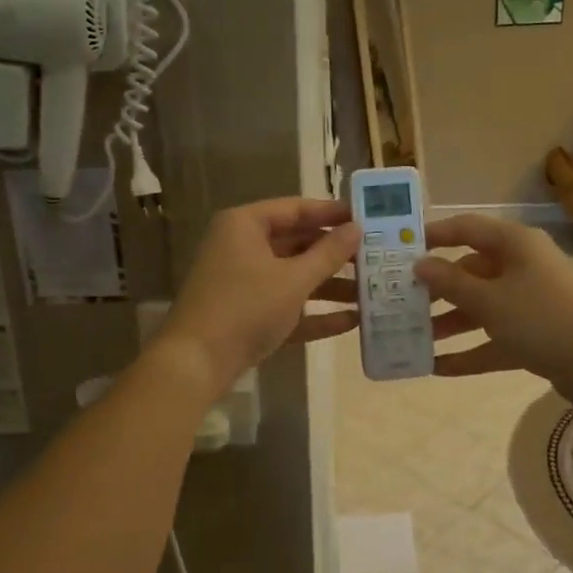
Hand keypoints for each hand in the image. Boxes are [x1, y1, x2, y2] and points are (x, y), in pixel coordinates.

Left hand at [151, 197, 358, 400]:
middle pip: (297, 243)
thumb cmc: (245, 307)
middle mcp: (242, 247)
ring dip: (331, 286)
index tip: (368, 217)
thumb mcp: (293, 279)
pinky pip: (287, 306)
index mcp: (246, 225)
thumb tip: (356, 228)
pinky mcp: (248, 315)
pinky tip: (352, 321)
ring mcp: (244, 283)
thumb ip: (328, 253)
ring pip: (294, 277)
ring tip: (372, 293)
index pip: (296, 209)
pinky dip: (315, 313)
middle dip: (336, 254)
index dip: (332, 212)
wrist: (196, 363)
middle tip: (375, 257)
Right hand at [415, 214, 572, 415]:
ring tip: (412, 338)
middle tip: (399, 300)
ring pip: (480, 307)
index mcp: (514, 245)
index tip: (399, 248)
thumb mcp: (489, 300)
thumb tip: (420, 263)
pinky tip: (438, 368)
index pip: (466, 228)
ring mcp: (530, 303)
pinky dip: (470, 351)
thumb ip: (450, 283)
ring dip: (449, 323)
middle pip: (470, 271)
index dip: (433, 235)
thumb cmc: (543, 320)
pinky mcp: (536, 336)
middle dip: (436, 288)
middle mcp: (522, 267)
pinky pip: (494, 339)